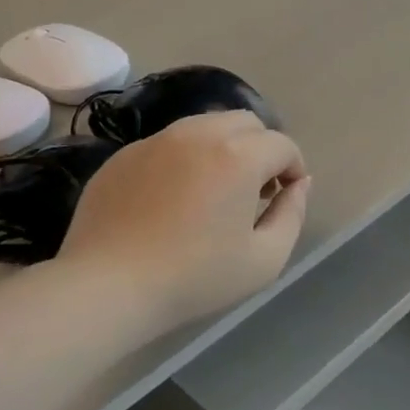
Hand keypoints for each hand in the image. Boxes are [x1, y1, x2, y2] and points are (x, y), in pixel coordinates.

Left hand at [58, 110, 309, 328]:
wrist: (109, 286)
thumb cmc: (196, 277)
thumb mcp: (265, 259)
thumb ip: (293, 214)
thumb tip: (300, 184)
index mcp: (238, 156)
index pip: (282, 145)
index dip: (294, 169)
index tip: (285, 198)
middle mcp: (199, 134)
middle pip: (246, 123)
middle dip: (261, 150)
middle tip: (254, 191)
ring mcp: (156, 140)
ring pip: (206, 125)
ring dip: (224, 148)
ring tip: (216, 190)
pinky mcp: (124, 154)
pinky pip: (169, 143)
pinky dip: (186, 159)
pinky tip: (175, 199)